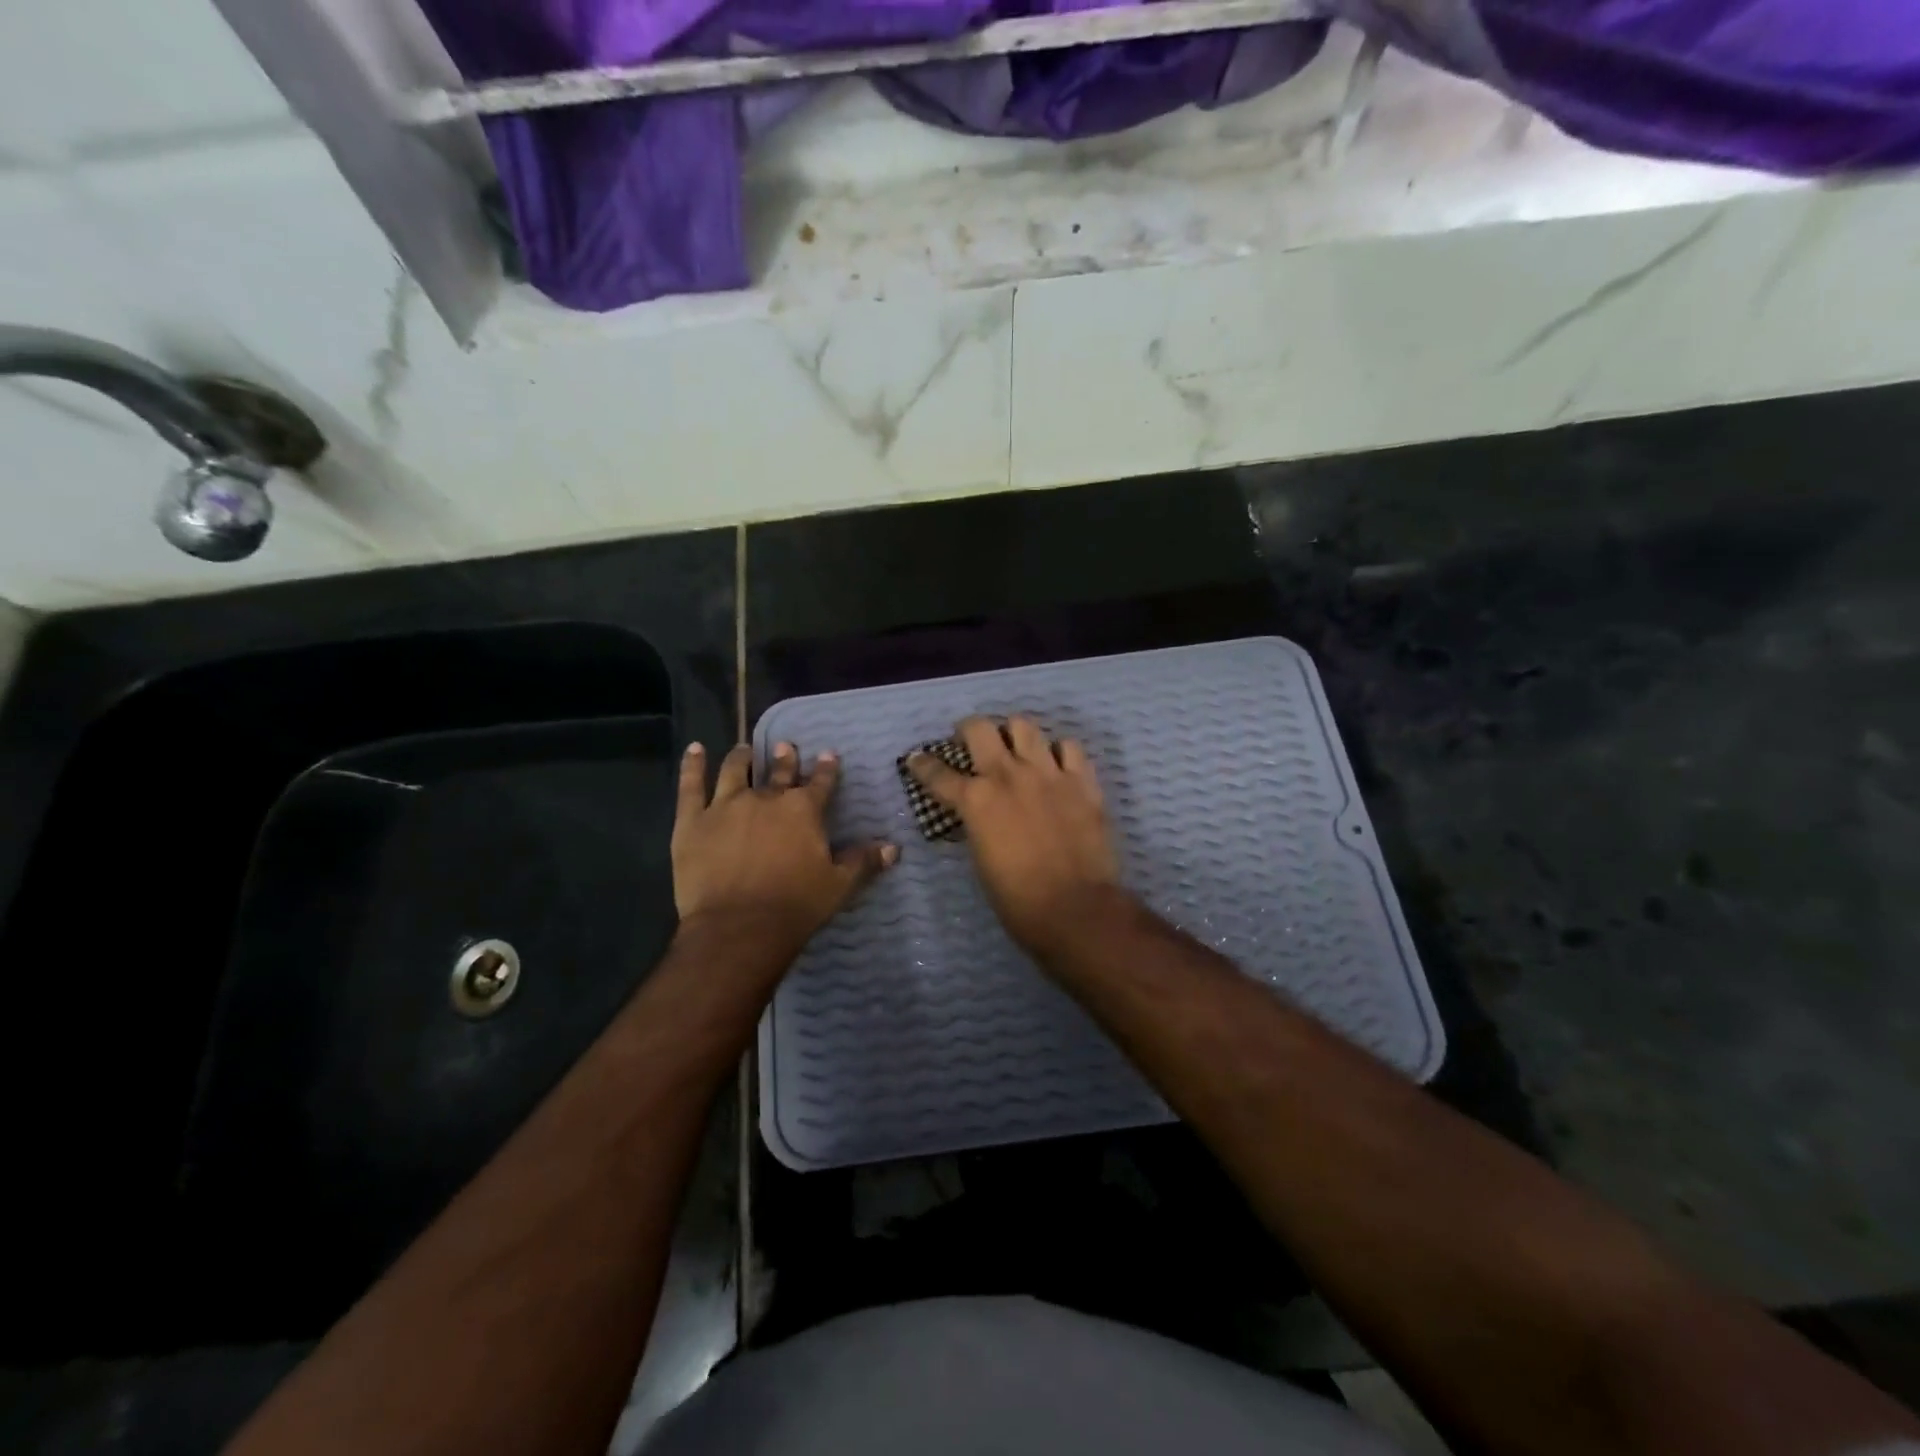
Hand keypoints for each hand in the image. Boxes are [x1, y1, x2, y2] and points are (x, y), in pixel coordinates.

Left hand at [673, 741, 895, 955]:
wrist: (739, 927)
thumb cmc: (795, 906)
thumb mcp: (839, 886)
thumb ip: (863, 862)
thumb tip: (893, 848)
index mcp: (804, 810)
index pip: (821, 782)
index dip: (826, 768)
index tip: (828, 754)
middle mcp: (767, 798)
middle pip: (779, 772)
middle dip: (785, 758)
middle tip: (785, 746)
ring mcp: (726, 805)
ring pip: (734, 771)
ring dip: (742, 757)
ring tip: (744, 750)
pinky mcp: (692, 820)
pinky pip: (691, 785)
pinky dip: (693, 765)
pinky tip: (695, 749)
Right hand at [908, 716, 1122, 955]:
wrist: (1075, 908)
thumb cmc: (1017, 899)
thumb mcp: (981, 859)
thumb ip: (977, 825)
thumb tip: (978, 814)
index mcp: (976, 801)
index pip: (938, 773)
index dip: (922, 764)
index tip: (917, 759)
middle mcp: (1008, 775)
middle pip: (980, 728)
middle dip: (969, 730)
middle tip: (971, 742)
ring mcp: (1048, 773)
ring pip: (1025, 726)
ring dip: (1014, 734)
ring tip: (1016, 748)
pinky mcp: (1082, 780)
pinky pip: (1069, 746)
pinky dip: (1059, 752)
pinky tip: (1057, 765)